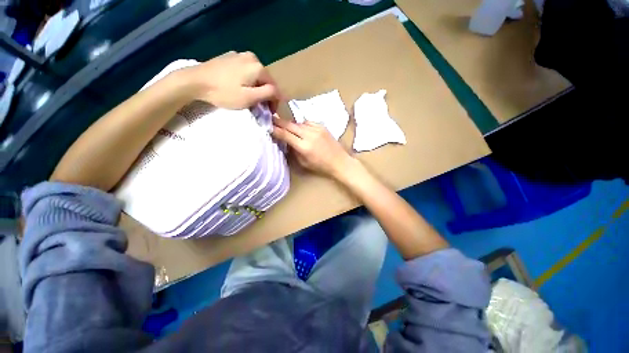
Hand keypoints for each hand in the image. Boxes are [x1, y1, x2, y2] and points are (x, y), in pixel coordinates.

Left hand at [182, 51, 283, 110]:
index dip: (275, 101)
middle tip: (259, 107)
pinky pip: (245, 71)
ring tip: (249, 98)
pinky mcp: (229, 57)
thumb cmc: (224, 92)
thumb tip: (279, 93)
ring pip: (255, 75)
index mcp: (258, 67)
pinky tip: (239, 87)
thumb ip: (268, 94)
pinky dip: (247, 81)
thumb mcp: (250, 97)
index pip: (274, 87)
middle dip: (265, 94)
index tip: (270, 113)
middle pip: (265, 80)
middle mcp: (252, 57)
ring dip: (256, 88)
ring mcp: (239, 55)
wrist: (195, 81)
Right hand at [271, 117, 356, 179]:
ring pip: (299, 123)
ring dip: (291, 124)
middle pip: (290, 125)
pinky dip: (302, 124)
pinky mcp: (322, 126)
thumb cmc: (321, 166)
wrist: (339, 161)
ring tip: (286, 125)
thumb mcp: (304, 163)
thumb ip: (294, 151)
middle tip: (271, 119)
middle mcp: (309, 135)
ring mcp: (316, 129)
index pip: (285, 135)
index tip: (268, 126)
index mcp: (304, 146)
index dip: (275, 130)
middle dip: (279, 122)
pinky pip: (308, 122)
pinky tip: (301, 128)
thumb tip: (286, 141)